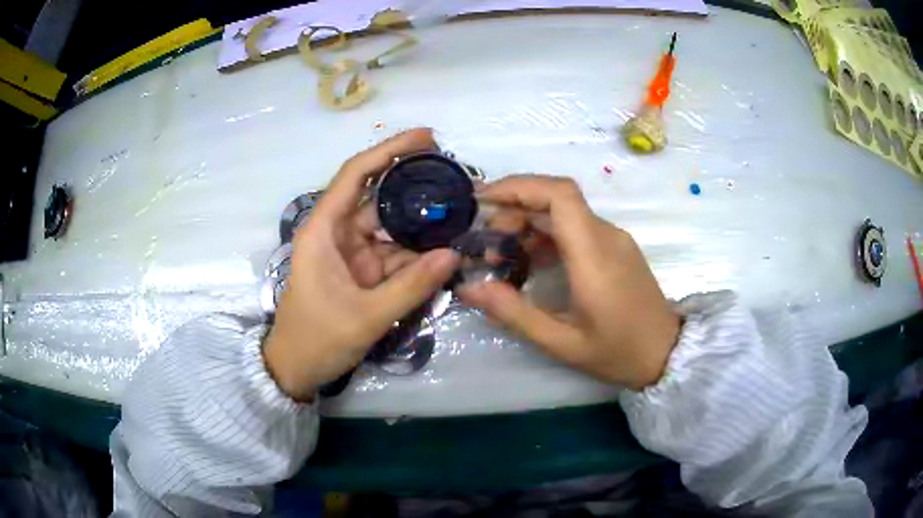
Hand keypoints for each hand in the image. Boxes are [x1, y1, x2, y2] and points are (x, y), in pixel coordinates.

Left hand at [264, 129, 459, 400]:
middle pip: (377, 196)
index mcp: (324, 230)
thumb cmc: (317, 339)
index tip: (427, 137)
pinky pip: (393, 253)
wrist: (296, 369)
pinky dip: (417, 253)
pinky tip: (445, 249)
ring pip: (390, 227)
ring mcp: (351, 252)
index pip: (355, 174)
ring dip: (421, 224)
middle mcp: (337, 232)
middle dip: (414, 186)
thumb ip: (411, 286)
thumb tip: (454, 255)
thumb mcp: (365, 316)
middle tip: (457, 178)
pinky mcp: (361, 271)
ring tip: (460, 215)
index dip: (390, 150)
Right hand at [458, 175, 680, 390]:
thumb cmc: (618, 352)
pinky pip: (576, 227)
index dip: (518, 186)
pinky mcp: (615, 247)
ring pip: (564, 212)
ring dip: (528, 221)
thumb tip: (468, 287)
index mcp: (594, 255)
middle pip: (556, 198)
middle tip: (486, 243)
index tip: (483, 200)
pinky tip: (529, 260)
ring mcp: (613, 239)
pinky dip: (546, 234)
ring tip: (501, 254)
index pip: (559, 194)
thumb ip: (514, 313)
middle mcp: (606, 235)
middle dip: (514, 208)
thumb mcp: (561, 342)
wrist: (667, 353)